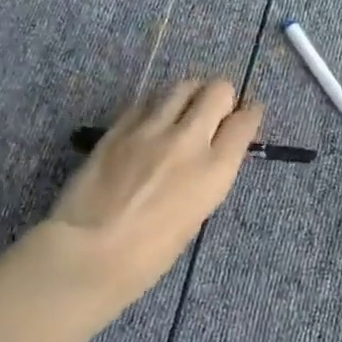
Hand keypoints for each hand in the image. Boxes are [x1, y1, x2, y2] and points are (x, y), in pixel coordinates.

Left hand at [44, 80, 262, 302]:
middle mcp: (189, 139)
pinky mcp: (119, 126)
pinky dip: (155, 107)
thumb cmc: (149, 254)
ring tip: (183, 108)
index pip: (245, 122)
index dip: (250, 114)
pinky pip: (146, 102)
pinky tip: (150, 122)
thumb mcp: (195, 217)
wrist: (90, 251)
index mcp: (215, 170)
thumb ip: (205, 179)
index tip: (248, 115)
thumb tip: (205, 161)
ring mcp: (151, 128)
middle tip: (215, 110)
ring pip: (182, 87)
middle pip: (217, 91)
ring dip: (189, 94)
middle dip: (222, 97)